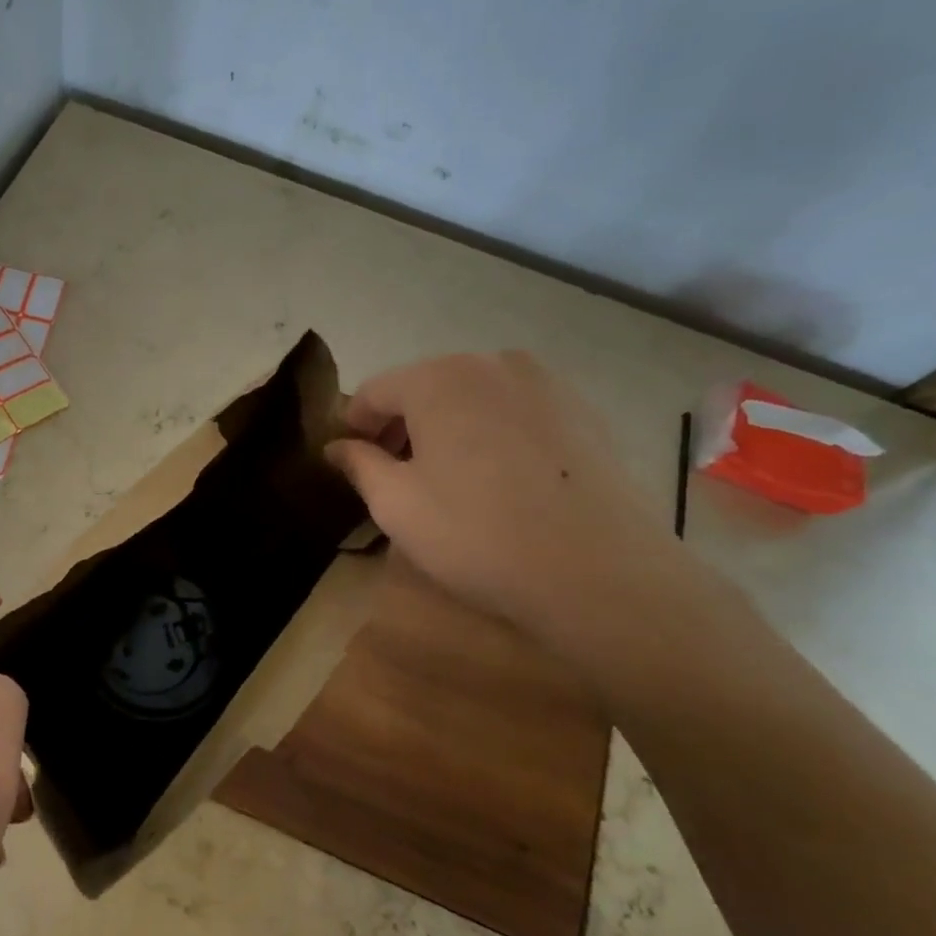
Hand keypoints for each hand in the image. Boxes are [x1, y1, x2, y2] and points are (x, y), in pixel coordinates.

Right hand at [326, 351, 695, 669]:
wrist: (598, 572)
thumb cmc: (476, 534)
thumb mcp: (395, 504)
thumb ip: (359, 464)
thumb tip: (336, 447)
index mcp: (438, 378)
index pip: (374, 392)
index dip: (354, 428)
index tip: (350, 465)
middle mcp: (492, 363)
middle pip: (425, 388)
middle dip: (402, 427)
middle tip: (395, 477)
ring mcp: (546, 383)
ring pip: (473, 398)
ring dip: (448, 430)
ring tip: (450, 481)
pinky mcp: (584, 412)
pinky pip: (517, 414)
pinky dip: (494, 436)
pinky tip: (501, 483)